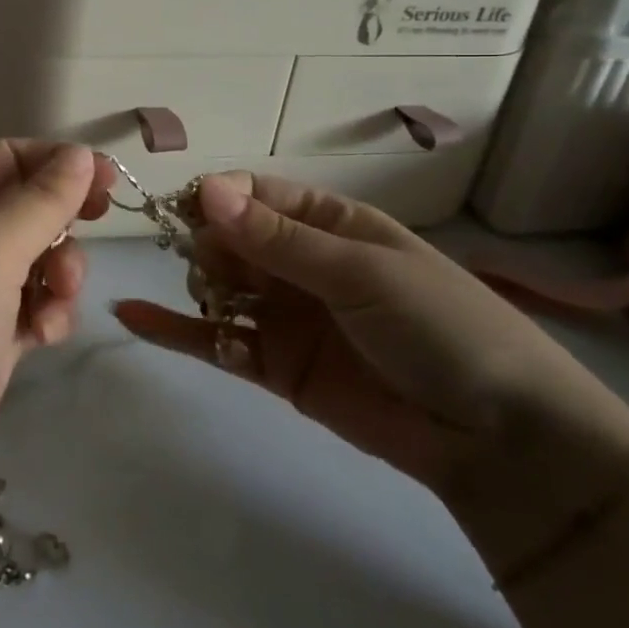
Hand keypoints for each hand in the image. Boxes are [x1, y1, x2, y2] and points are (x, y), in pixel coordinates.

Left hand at [0, 140, 113, 561]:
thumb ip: (40, 200)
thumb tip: (80, 154)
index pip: (6, 159)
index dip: (55, 159)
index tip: (104, 176)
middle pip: (25, 209)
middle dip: (62, 218)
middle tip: (97, 225)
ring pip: (36, 262)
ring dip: (60, 271)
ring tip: (60, 299)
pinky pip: (32, 311)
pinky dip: (48, 316)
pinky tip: (44, 337)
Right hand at [114, 173, 628, 566]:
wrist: (498, 438)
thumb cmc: (439, 327)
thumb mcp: (360, 272)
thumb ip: (277, 238)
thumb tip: (206, 189)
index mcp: (329, 223)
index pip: (256, 193)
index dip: (219, 197)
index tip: (188, 211)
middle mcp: (300, 263)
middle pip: (230, 238)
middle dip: (209, 245)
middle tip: (212, 268)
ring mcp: (285, 315)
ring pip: (220, 287)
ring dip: (199, 285)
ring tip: (211, 302)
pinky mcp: (274, 366)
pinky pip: (216, 341)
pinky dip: (174, 332)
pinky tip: (130, 318)